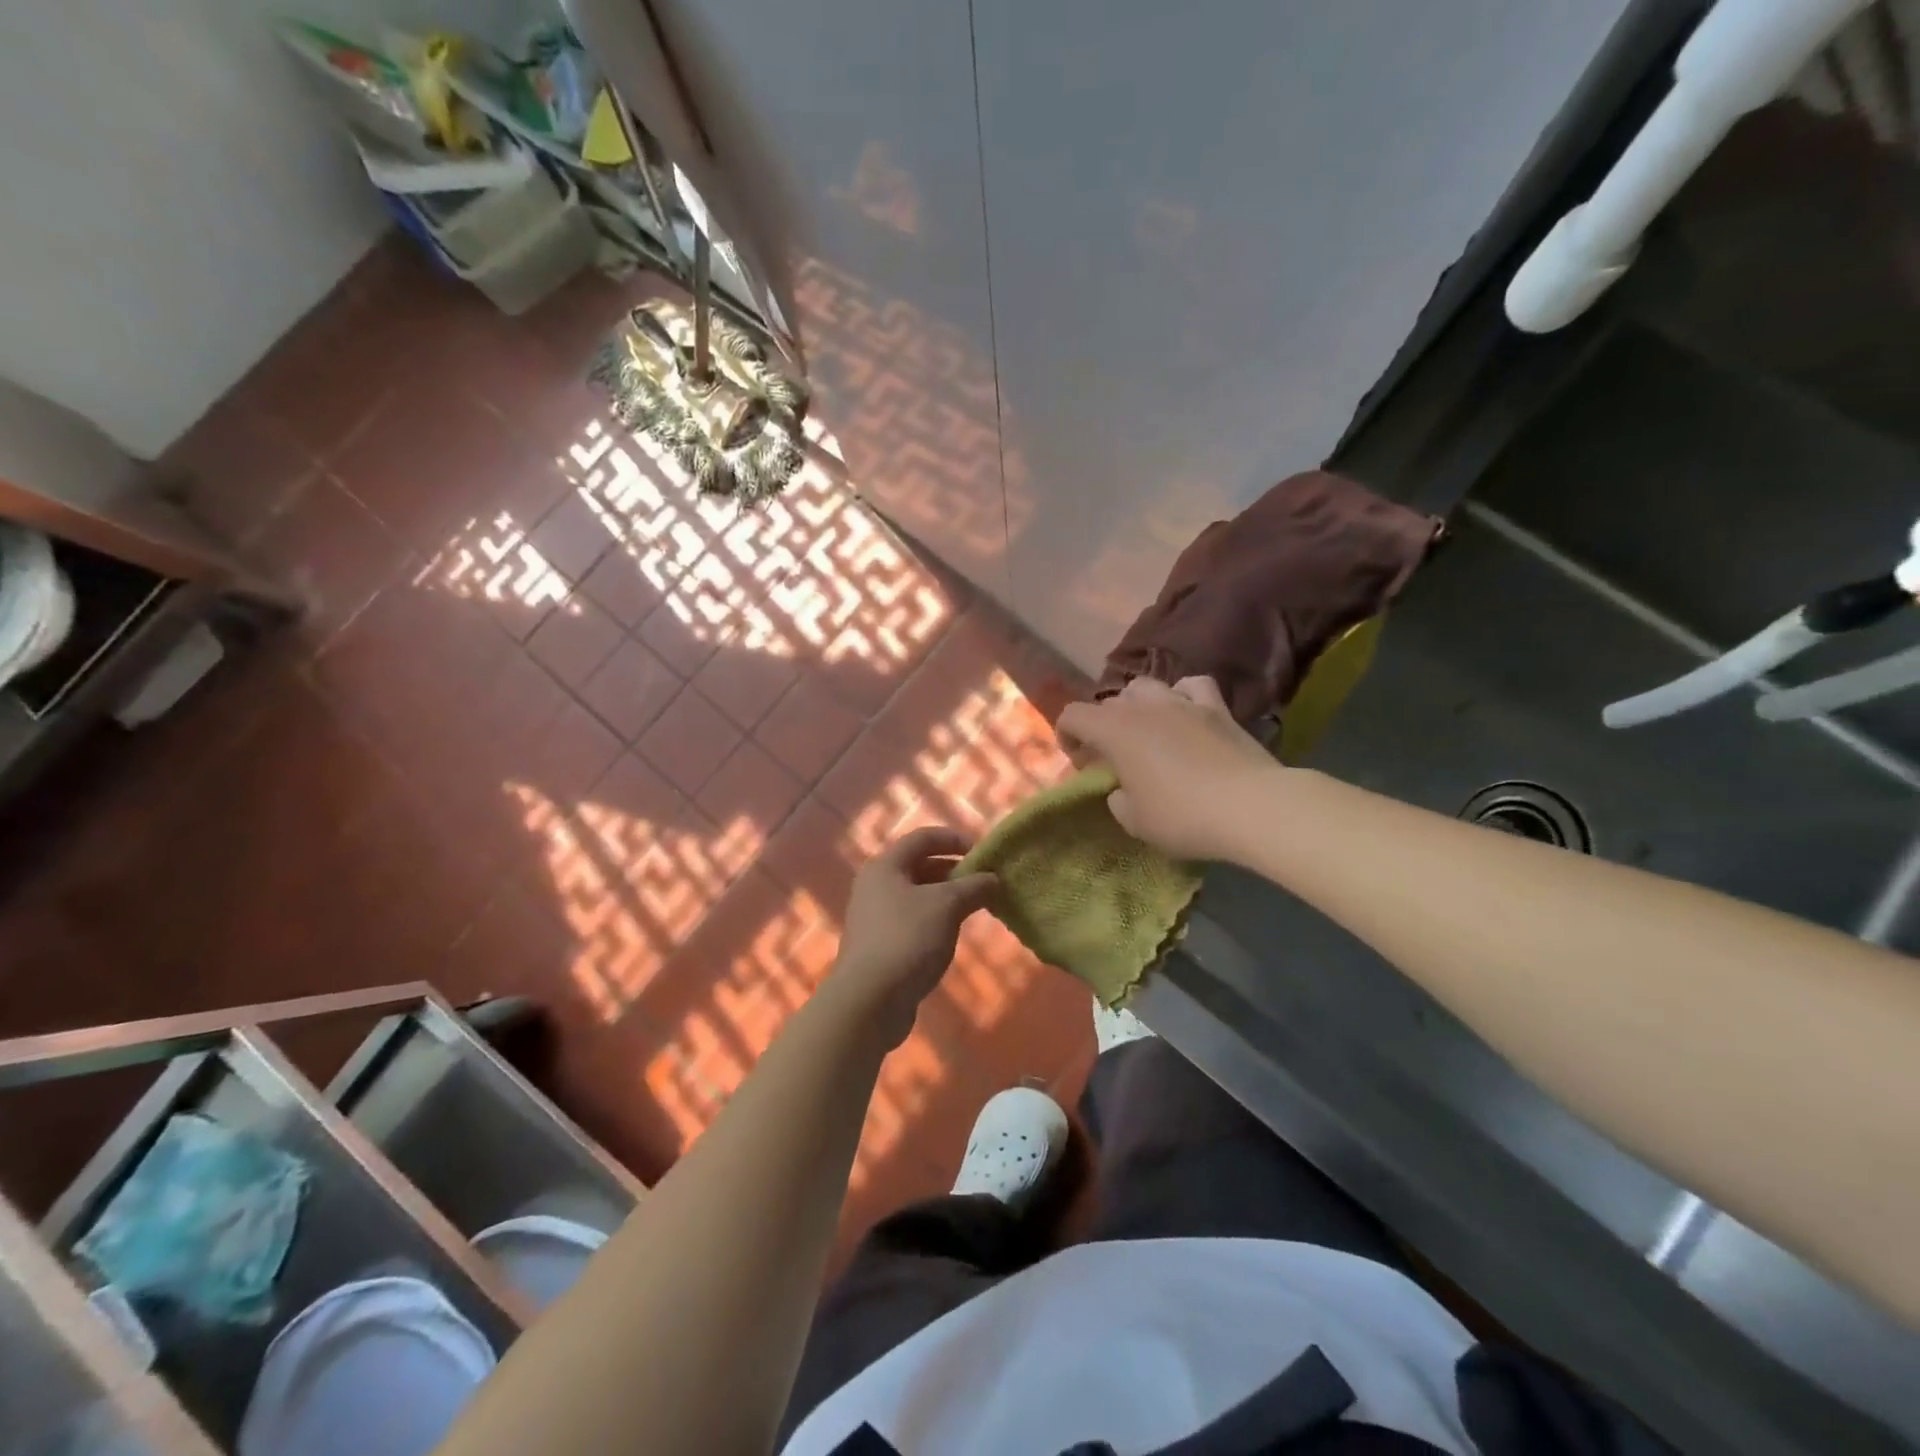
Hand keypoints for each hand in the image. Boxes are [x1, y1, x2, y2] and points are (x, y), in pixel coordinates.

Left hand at [829, 826, 996, 1043]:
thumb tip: (993, 878)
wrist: (869, 1000)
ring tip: (976, 908)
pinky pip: (913, 921)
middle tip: (985, 883)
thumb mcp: (947, 906)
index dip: (954, 839)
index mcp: (885, 866)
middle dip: (954, 871)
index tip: (983, 852)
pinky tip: (953, 934)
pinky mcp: (880, 945)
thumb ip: (973, 886)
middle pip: (920, 866)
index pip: (923, 837)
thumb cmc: (908, 939)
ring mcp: (875, 917)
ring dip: (947, 898)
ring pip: (918, 896)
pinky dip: (936, 920)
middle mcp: (875, 885)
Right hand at [1056, 676, 1280, 862]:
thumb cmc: (1183, 816)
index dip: (1067, 734)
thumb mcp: (1136, 822)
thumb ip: (1118, 800)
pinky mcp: (1217, 707)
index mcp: (1114, 730)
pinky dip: (1182, 695)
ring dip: (1137, 705)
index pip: (1072, 715)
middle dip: (1102, 726)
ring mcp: (1182, 702)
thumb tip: (1122, 789)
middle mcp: (1143, 706)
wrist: (1251, 806)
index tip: (1079, 761)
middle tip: (1112, 756)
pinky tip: (1186, 712)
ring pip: (1146, 686)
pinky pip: (1191, 686)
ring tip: (1145, 730)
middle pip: (1109, 702)